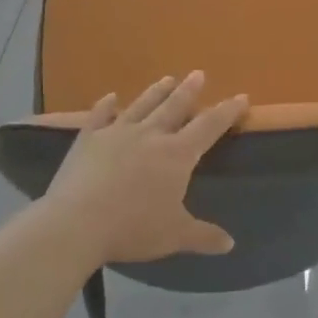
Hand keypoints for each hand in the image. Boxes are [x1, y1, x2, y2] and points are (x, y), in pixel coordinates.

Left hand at [40, 72, 248, 266]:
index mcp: (176, 155)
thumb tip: (230, 244)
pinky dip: (106, 105)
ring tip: (167, 78)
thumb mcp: (174, 236)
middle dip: (190, 90)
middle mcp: (149, 135)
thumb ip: (203, 236)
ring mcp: (116, 133)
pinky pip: (99, 115)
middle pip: (175, 106)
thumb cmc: (133, 228)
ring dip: (156, 91)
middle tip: (199, 73)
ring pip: (142, 105)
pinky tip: (110, 97)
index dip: (227, 111)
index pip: (209, 127)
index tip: (241, 97)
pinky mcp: (88, 139)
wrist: (76, 222)